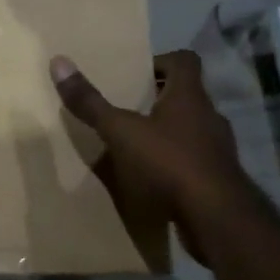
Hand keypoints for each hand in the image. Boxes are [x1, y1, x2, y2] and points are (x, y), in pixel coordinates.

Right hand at [51, 48, 251, 261]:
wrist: (216, 218)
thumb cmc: (168, 163)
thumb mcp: (120, 132)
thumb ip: (90, 102)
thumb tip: (59, 62)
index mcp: (190, 97)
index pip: (184, 60)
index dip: (161, 61)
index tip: (136, 75)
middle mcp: (210, 116)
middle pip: (187, 95)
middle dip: (159, 99)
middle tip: (128, 108)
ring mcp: (219, 149)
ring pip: (192, 129)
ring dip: (168, 132)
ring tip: (137, 145)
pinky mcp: (220, 178)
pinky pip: (195, 160)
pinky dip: (176, 162)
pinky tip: (154, 178)